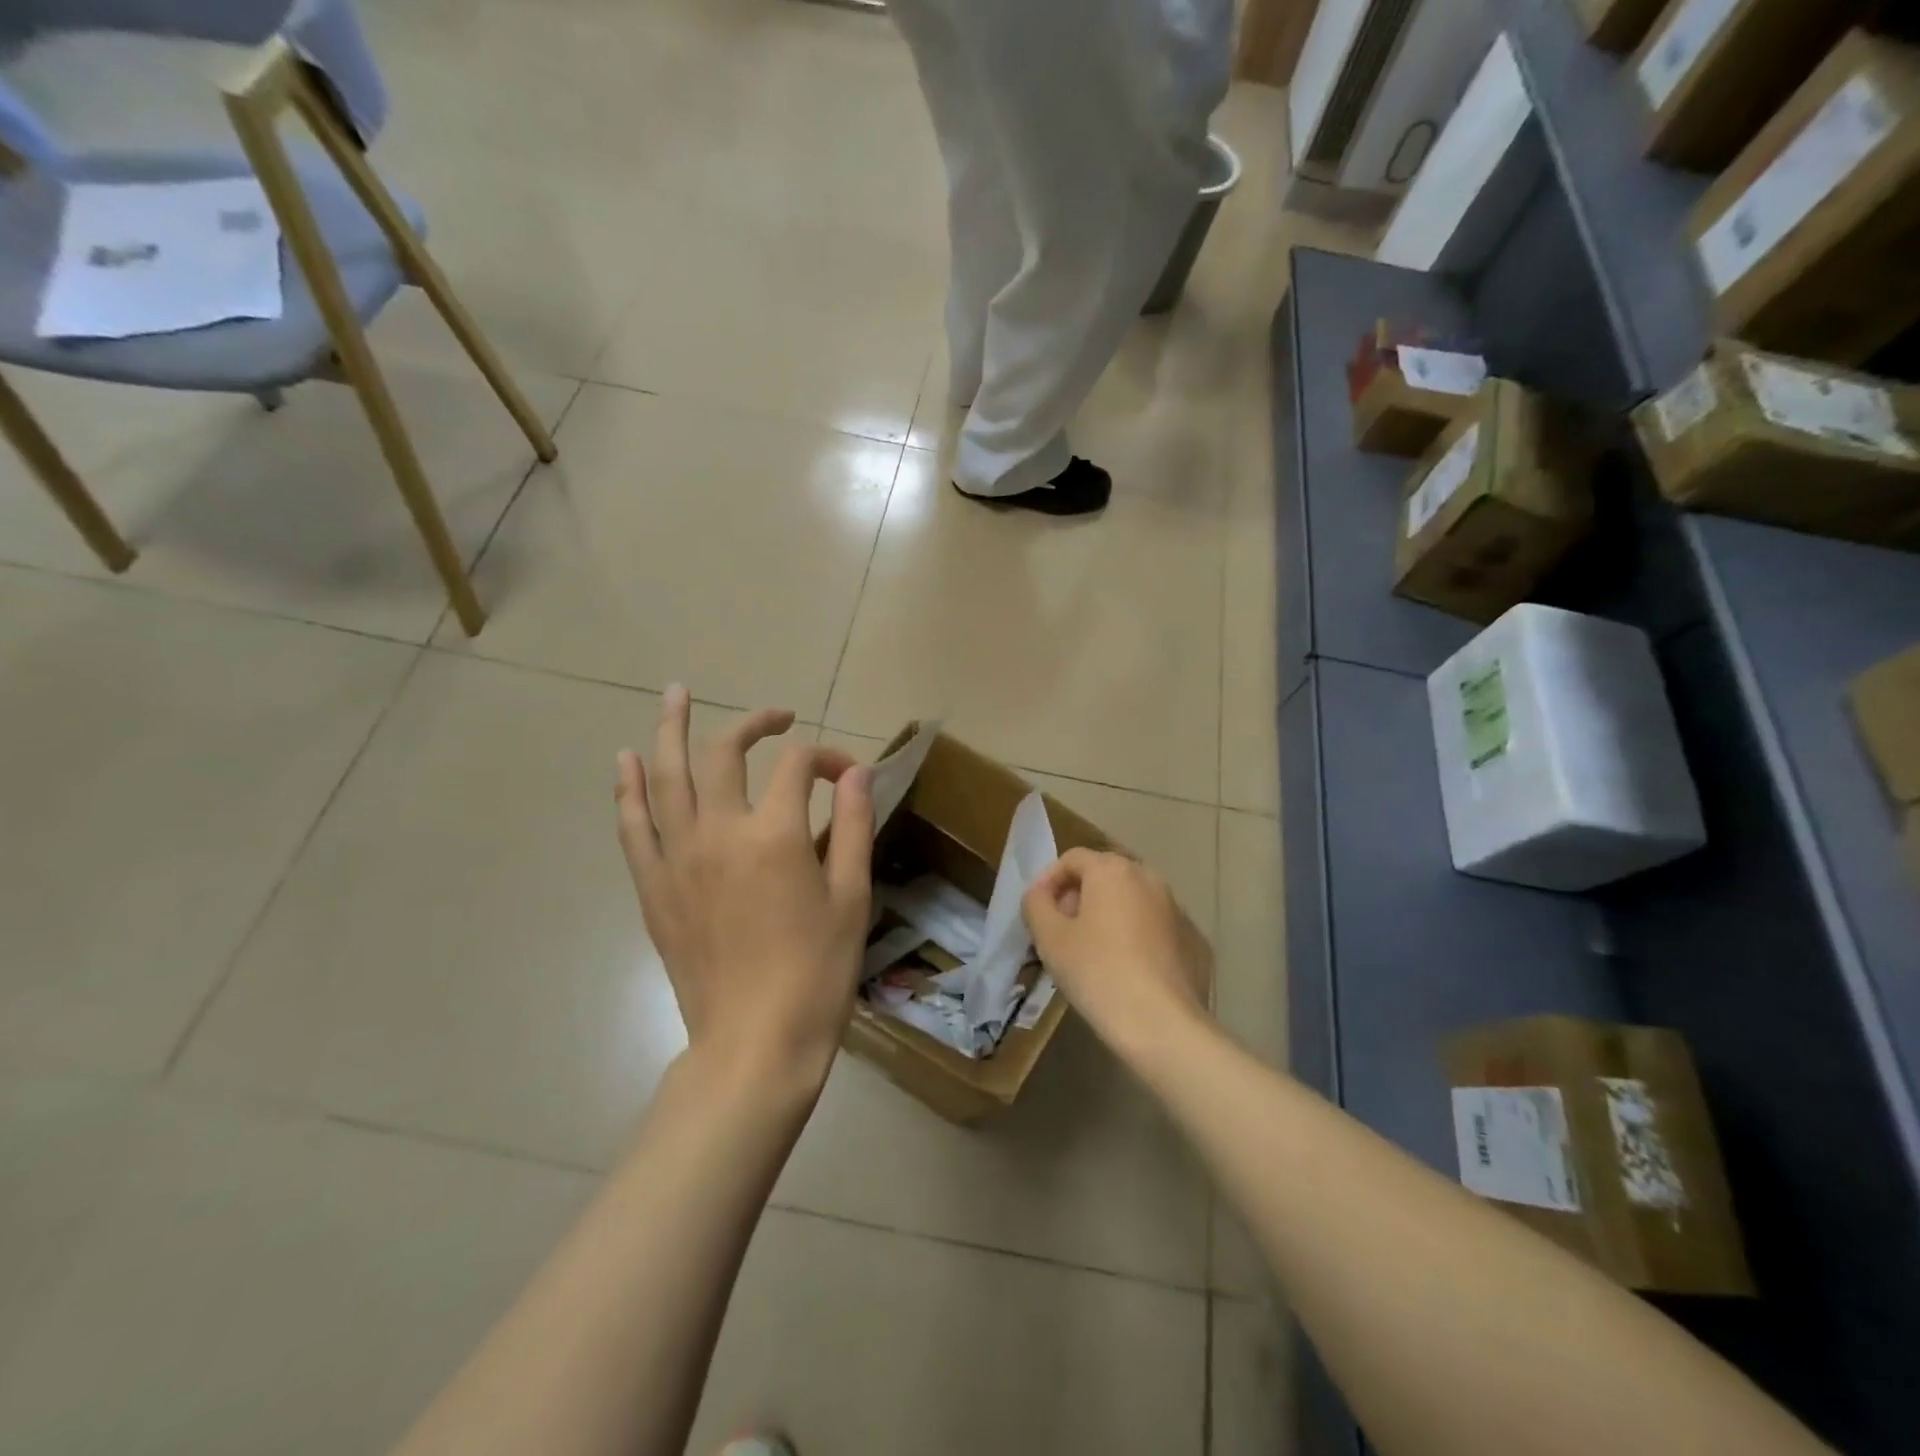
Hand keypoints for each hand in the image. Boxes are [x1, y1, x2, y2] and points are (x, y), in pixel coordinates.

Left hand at [615, 687, 874, 1086]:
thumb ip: (855, 826)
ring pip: (665, 777)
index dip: (828, 759)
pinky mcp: (654, 888)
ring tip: (674, 694)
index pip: (798, 767)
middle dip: (754, 725)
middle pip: (726, 754)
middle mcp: (719, 833)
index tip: (849, 777)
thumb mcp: (851, 897)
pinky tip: (624, 763)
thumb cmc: (817, 973)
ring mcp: (678, 859)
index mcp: (775, 835)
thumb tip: (857, 772)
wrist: (754, 1043)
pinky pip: (633, 827)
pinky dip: (627, 790)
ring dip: (669, 730)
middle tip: (778, 718)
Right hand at [1022, 848, 1211, 1051]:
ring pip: (1131, 901)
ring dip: (1107, 916)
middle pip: (1104, 876)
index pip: (1072, 859)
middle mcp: (1149, 878)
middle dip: (1078, 897)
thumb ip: (1036, 904)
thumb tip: (1040, 894)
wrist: (1162, 1024)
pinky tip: (1126, 971)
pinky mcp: (1194, 940)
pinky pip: (1154, 927)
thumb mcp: (1049, 938)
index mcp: (1113, 870)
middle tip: (1061, 932)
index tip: (1037, 913)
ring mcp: (1177, 909)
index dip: (1048, 881)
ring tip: (1091, 952)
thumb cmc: (1097, 972)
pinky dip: (1135, 937)